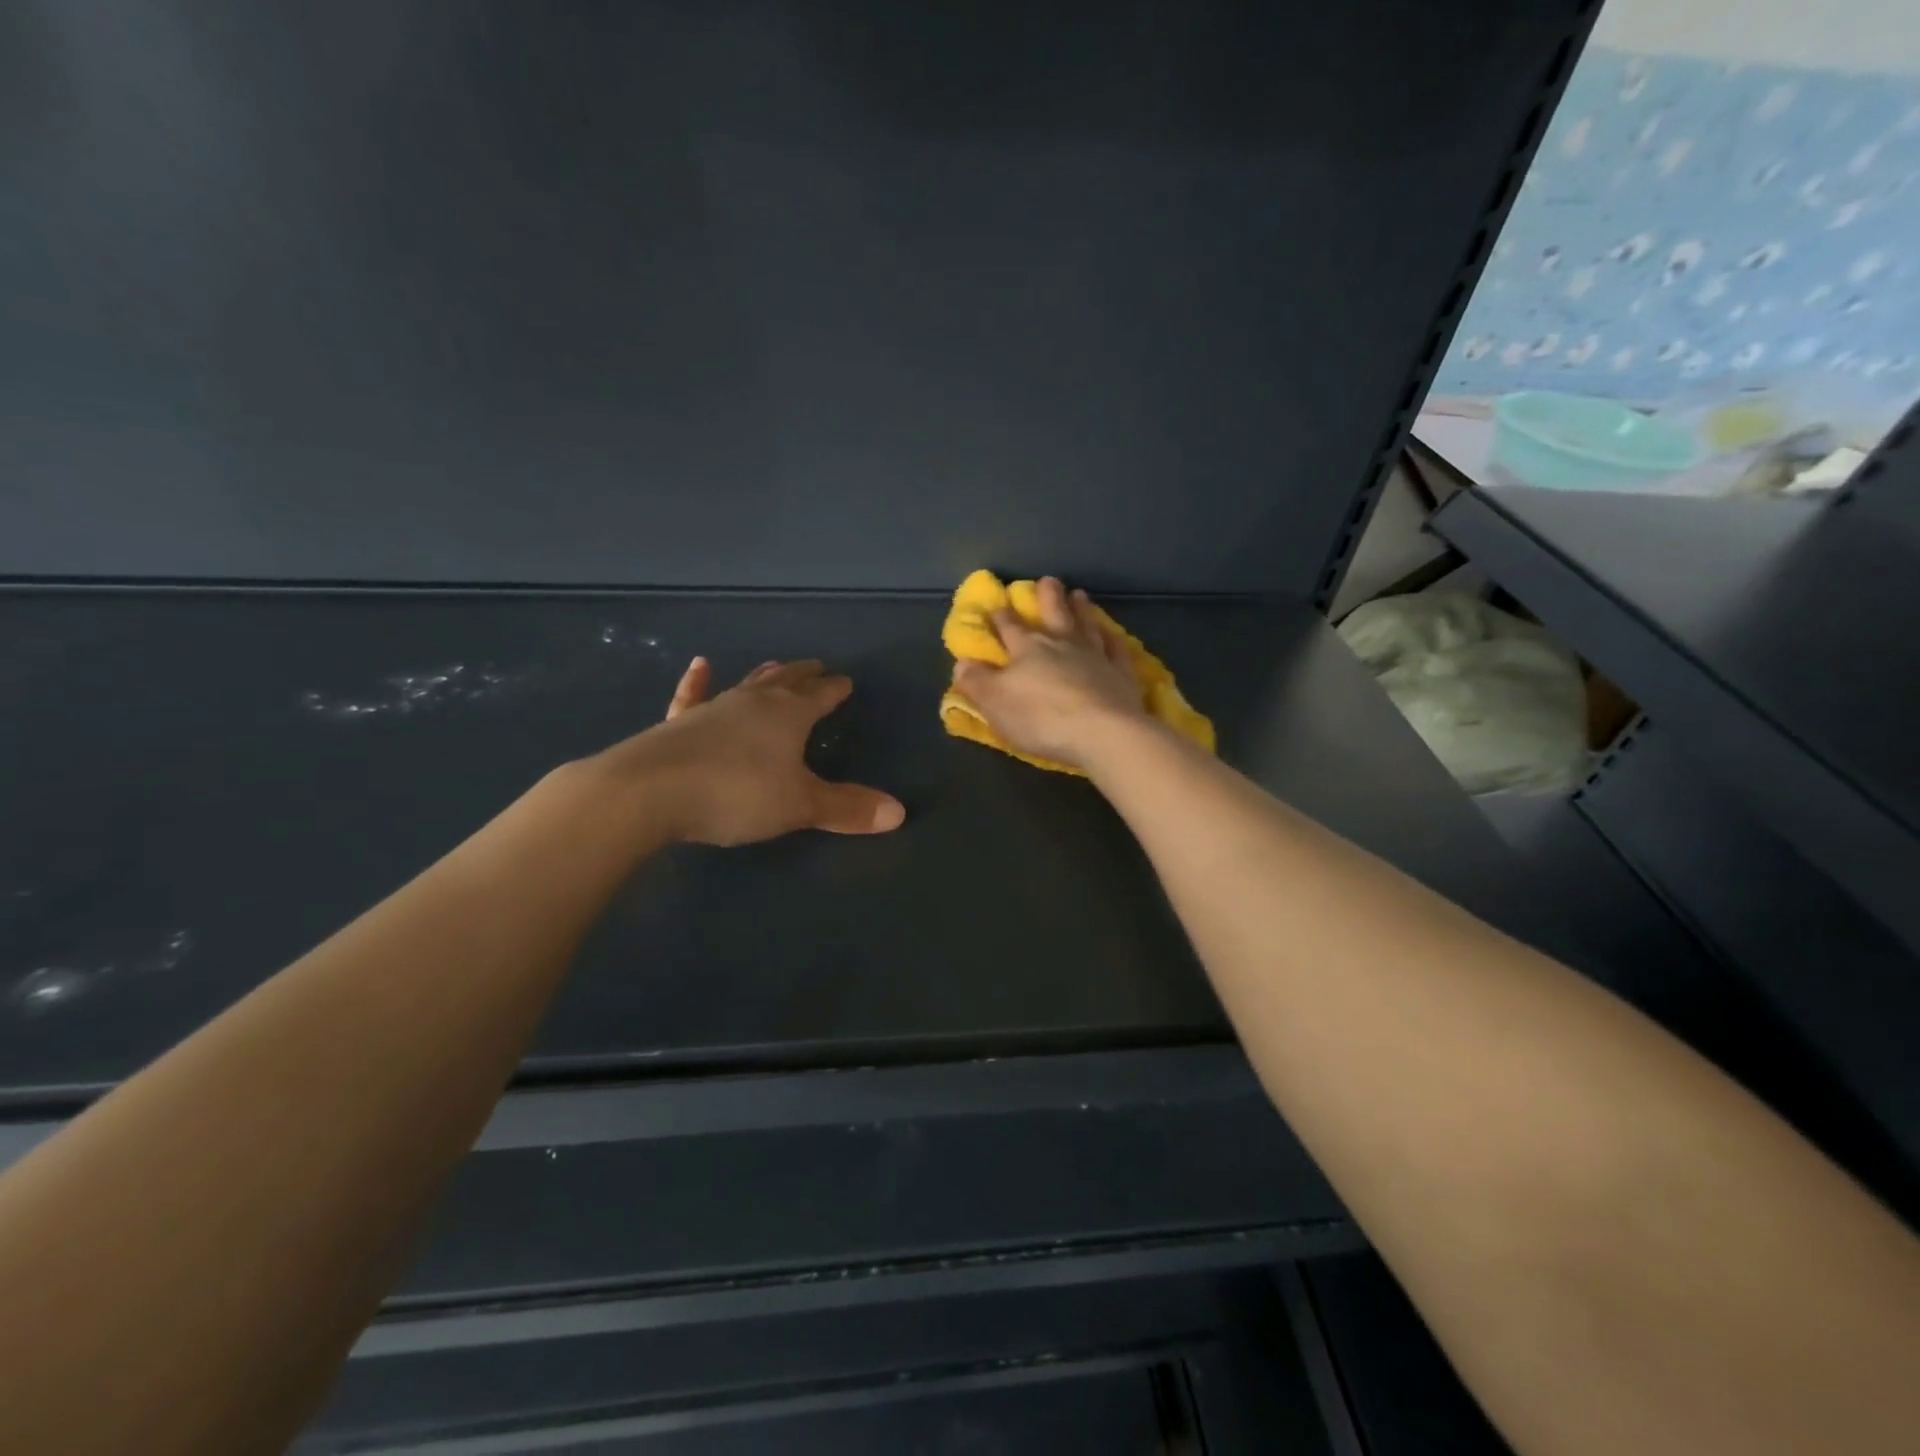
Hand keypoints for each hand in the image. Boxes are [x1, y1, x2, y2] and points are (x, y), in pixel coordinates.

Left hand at [604, 658, 905, 846]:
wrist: (648, 792)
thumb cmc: (736, 794)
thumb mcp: (800, 805)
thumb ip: (847, 808)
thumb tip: (899, 812)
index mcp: (788, 714)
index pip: (820, 696)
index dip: (835, 690)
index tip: (846, 682)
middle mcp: (753, 702)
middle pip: (785, 681)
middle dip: (804, 676)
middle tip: (817, 667)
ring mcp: (712, 708)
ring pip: (746, 684)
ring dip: (765, 675)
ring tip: (776, 666)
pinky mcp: (677, 724)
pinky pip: (692, 696)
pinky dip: (697, 681)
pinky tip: (699, 666)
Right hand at [952, 577, 1149, 771]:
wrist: (1103, 732)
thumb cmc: (1041, 717)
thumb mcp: (995, 703)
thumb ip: (976, 681)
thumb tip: (962, 662)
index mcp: (1027, 649)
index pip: (1010, 627)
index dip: (1001, 617)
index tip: (997, 605)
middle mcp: (1062, 644)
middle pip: (1053, 614)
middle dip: (1047, 596)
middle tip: (1048, 580)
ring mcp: (1095, 656)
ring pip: (1086, 625)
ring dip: (1081, 610)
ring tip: (1079, 595)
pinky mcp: (1121, 673)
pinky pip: (1116, 649)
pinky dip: (1113, 638)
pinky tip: (1112, 633)